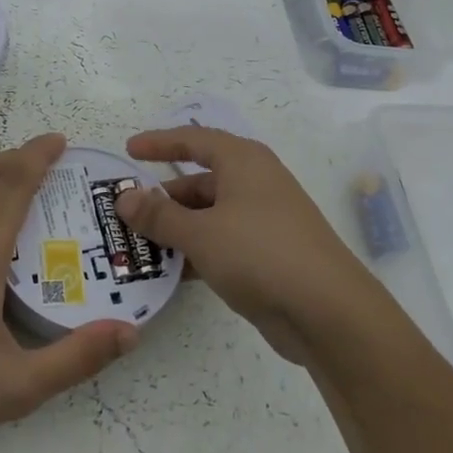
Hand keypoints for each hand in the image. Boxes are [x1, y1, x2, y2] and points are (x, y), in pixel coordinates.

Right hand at [115, 126, 385, 362]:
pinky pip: (222, 243)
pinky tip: (170, 273)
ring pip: (209, 216)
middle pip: (199, 182)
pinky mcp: (267, 255)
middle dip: (162, 198)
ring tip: (136, 246)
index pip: (194, 140)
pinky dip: (196, 252)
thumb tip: (124, 198)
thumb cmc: (260, 254)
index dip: (160, 143)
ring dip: (175, 230)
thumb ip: (158, 215)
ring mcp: (264, 220)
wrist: (328, 312)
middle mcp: (255, 184)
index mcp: (243, 162)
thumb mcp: (200, 233)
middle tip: (124, 214)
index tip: (129, 151)